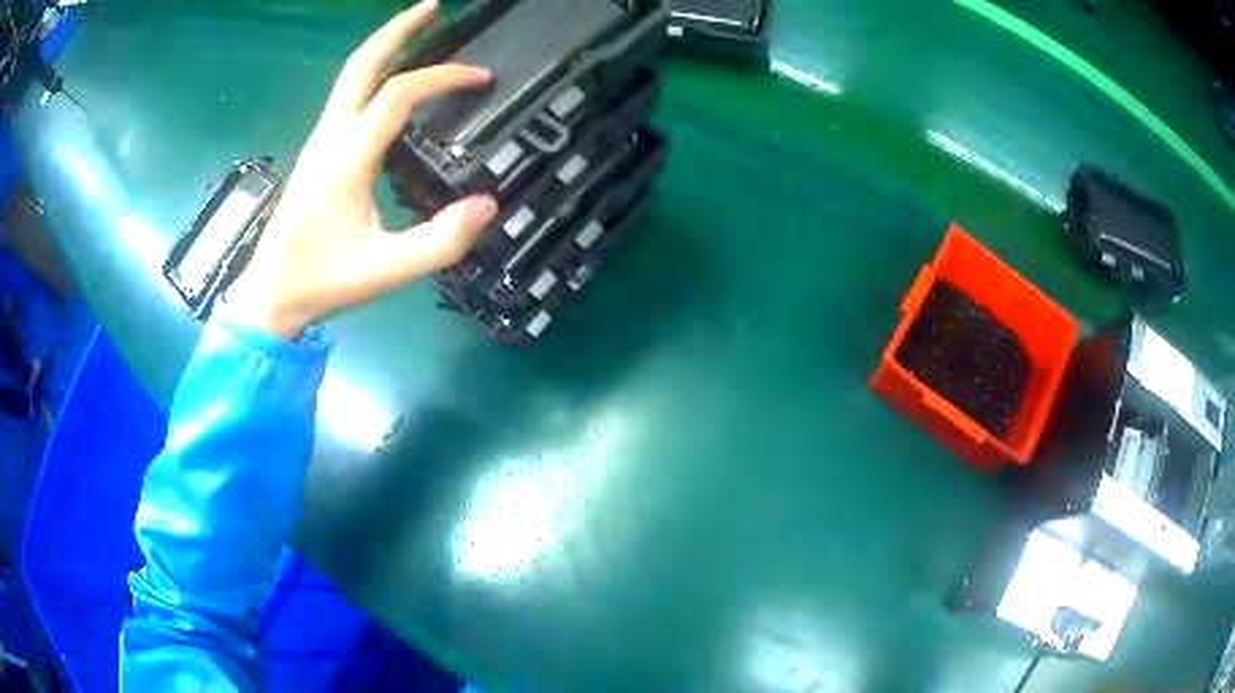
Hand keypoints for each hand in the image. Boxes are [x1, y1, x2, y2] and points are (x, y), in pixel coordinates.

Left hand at [229, 1, 497, 338]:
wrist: (269, 294)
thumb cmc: (322, 281)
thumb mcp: (385, 271)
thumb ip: (439, 242)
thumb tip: (489, 205)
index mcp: (346, 158)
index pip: (398, 94)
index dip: (443, 77)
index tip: (482, 78)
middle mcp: (330, 137)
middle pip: (362, 64)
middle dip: (399, 29)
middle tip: (434, 6)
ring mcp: (319, 141)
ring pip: (350, 76)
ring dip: (384, 45)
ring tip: (420, 28)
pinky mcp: (317, 151)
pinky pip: (346, 95)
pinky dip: (373, 72)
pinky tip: (391, 77)